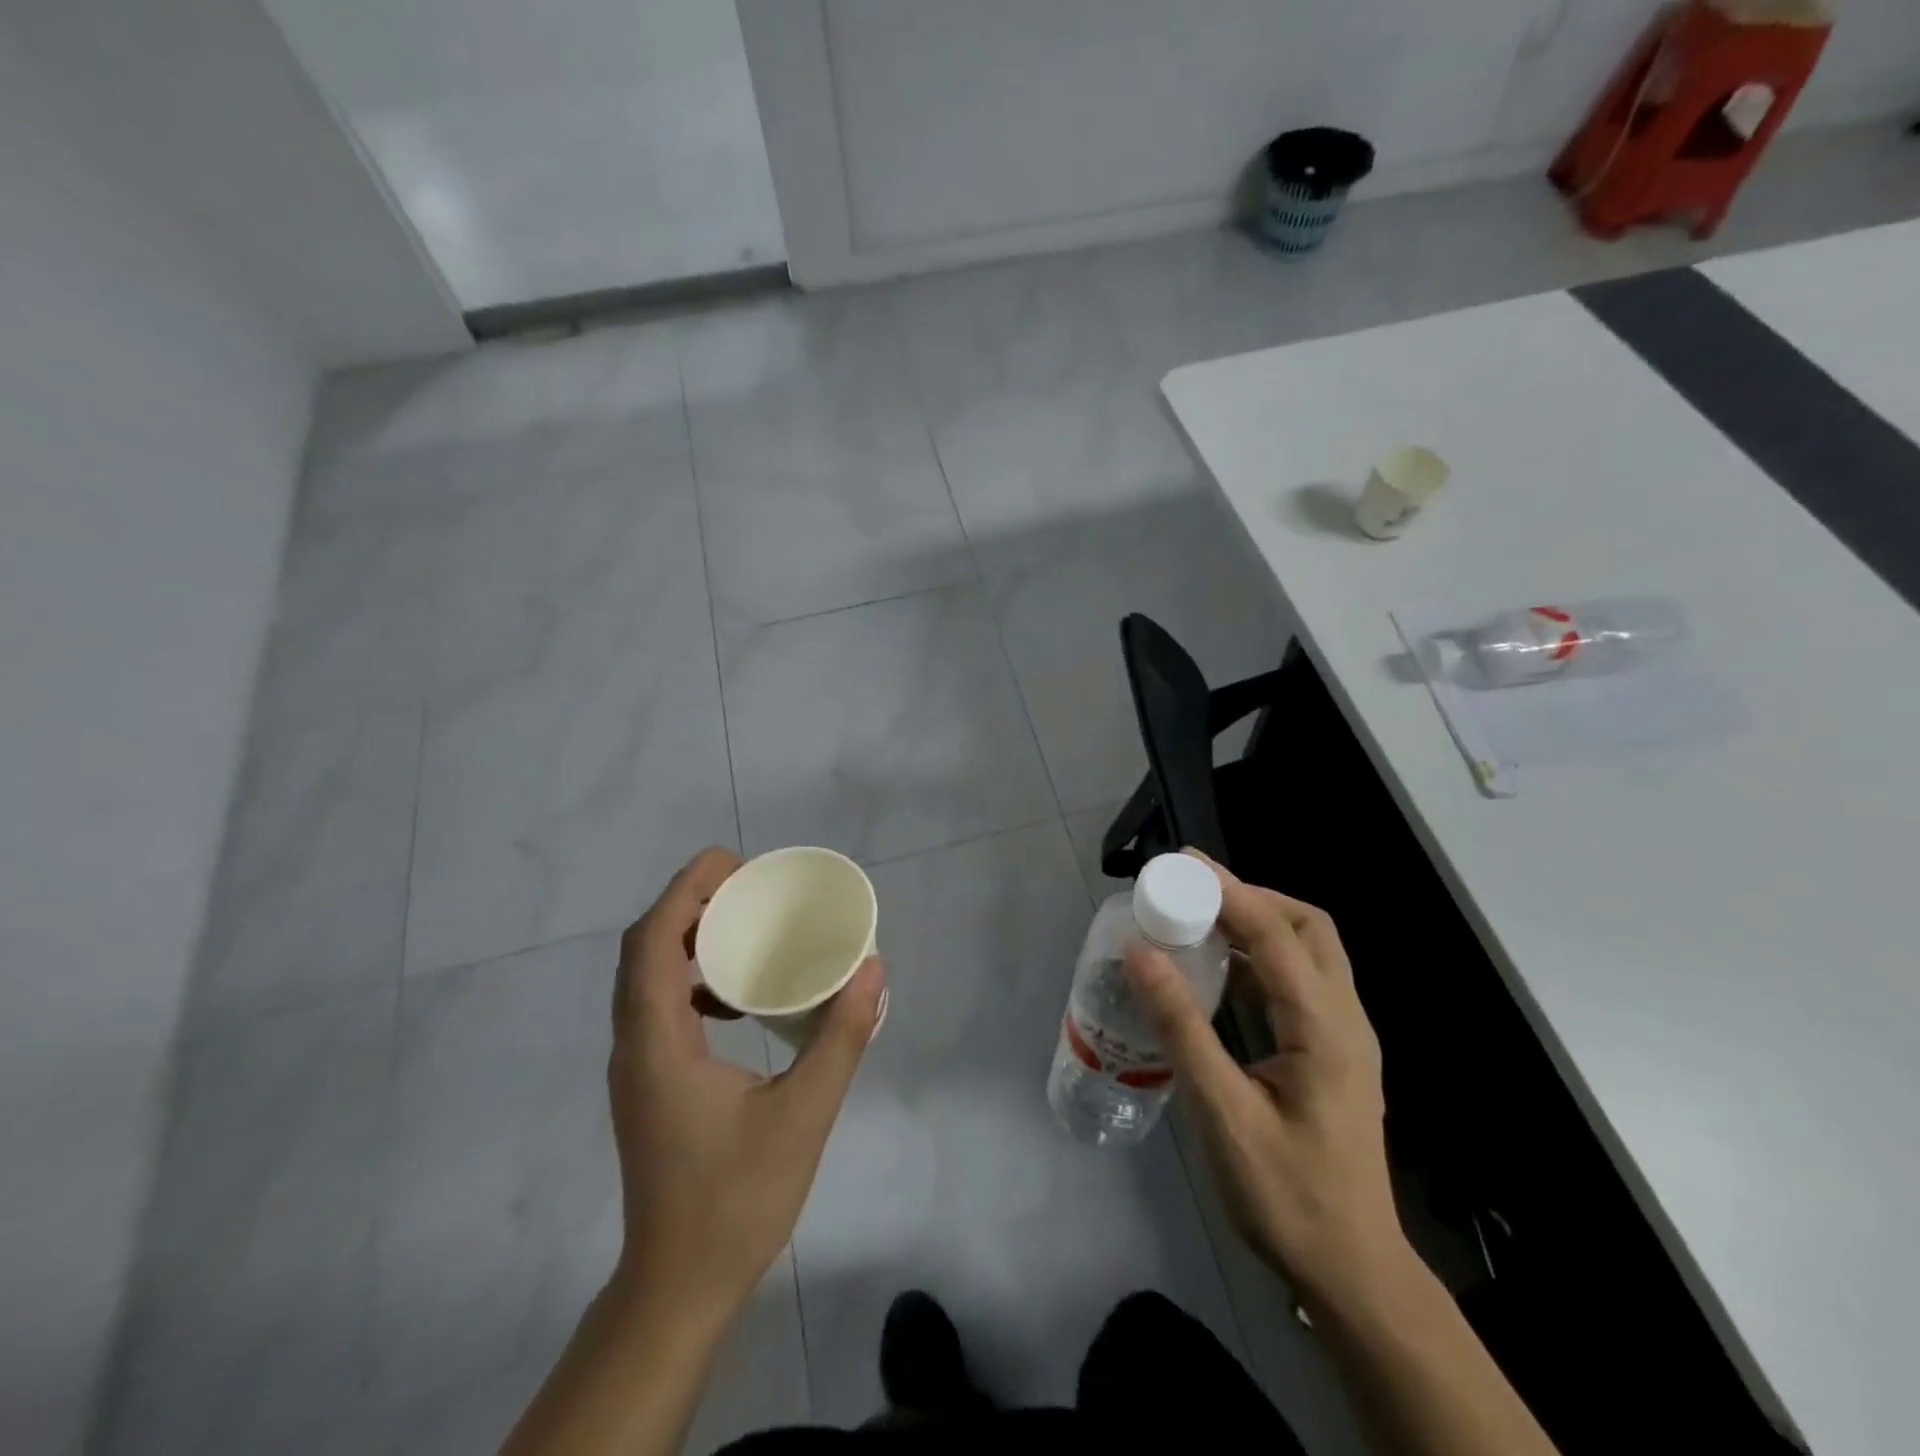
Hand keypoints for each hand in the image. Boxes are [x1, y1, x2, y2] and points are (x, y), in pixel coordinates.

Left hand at [606, 847, 885, 1320]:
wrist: (679, 1287)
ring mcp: (637, 1066)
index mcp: (658, 1042)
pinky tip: (739, 998)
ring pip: (646, 977)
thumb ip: (841, 1037)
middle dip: (691, 904)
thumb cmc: (737, 1200)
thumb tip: (871, 968)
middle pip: (644, 948)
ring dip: (688, 939)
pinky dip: (693, 979)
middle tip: (749, 888)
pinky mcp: (649, 1083)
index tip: (736, 864)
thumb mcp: (804, 1114)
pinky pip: (659, 1006)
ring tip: (745, 928)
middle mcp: (635, 1044)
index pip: (652, 941)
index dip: (686, 890)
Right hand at [1124, 853, 1406, 1309]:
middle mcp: (1344, 1019)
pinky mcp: (1329, 1051)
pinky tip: (1218, 969)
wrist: (1351, 1272)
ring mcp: (1342, 1036)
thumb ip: (1182, 1028)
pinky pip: (1297, 982)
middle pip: (1308, 928)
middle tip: (1193, 889)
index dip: (1230, 891)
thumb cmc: (1286, 1197)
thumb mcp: (1223, 1114)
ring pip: (1307, 951)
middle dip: (1251, 896)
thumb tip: (1139, 954)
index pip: (1278, 935)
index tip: (1182, 863)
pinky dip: (1259, 958)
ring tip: (1198, 916)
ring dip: (1256, 923)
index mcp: (1326, 1029)